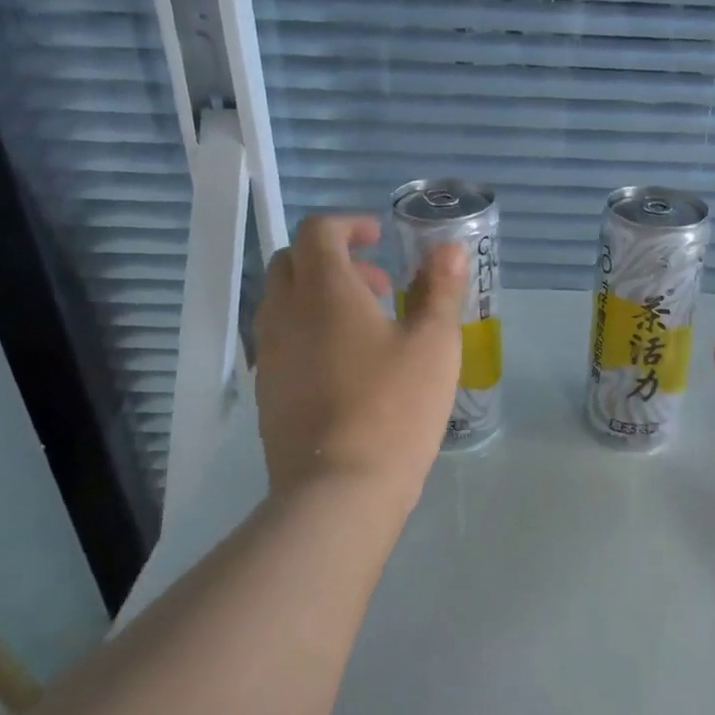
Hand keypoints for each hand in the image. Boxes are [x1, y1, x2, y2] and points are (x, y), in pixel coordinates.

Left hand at [254, 215, 464, 507]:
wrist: (338, 489)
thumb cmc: (395, 407)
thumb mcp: (434, 344)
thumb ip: (440, 289)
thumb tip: (447, 248)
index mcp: (324, 291)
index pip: (318, 232)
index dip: (348, 225)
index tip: (379, 238)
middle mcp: (284, 314)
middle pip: (292, 262)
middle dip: (334, 260)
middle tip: (379, 286)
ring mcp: (269, 355)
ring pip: (283, 303)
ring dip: (320, 297)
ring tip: (368, 329)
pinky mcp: (266, 392)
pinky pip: (281, 341)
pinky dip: (309, 332)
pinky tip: (347, 368)